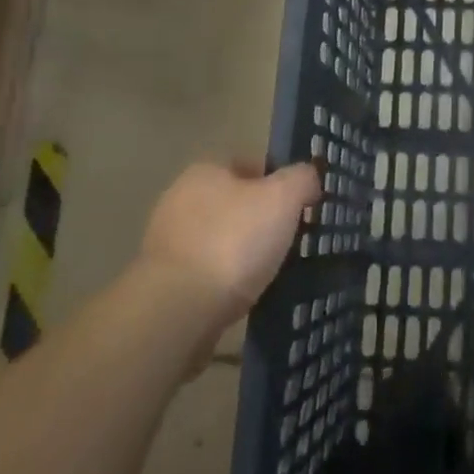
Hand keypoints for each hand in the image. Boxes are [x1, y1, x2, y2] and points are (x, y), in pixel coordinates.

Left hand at [137, 162, 321, 327]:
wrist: (178, 310)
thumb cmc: (233, 242)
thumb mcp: (283, 198)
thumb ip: (301, 179)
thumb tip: (309, 177)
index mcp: (206, 170)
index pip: (250, 163)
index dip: (279, 181)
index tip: (301, 206)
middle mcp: (181, 198)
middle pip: (235, 202)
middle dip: (262, 217)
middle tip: (291, 238)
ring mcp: (168, 240)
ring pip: (221, 237)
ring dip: (244, 250)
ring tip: (273, 270)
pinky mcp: (164, 279)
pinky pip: (208, 270)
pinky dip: (227, 278)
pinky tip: (245, 293)